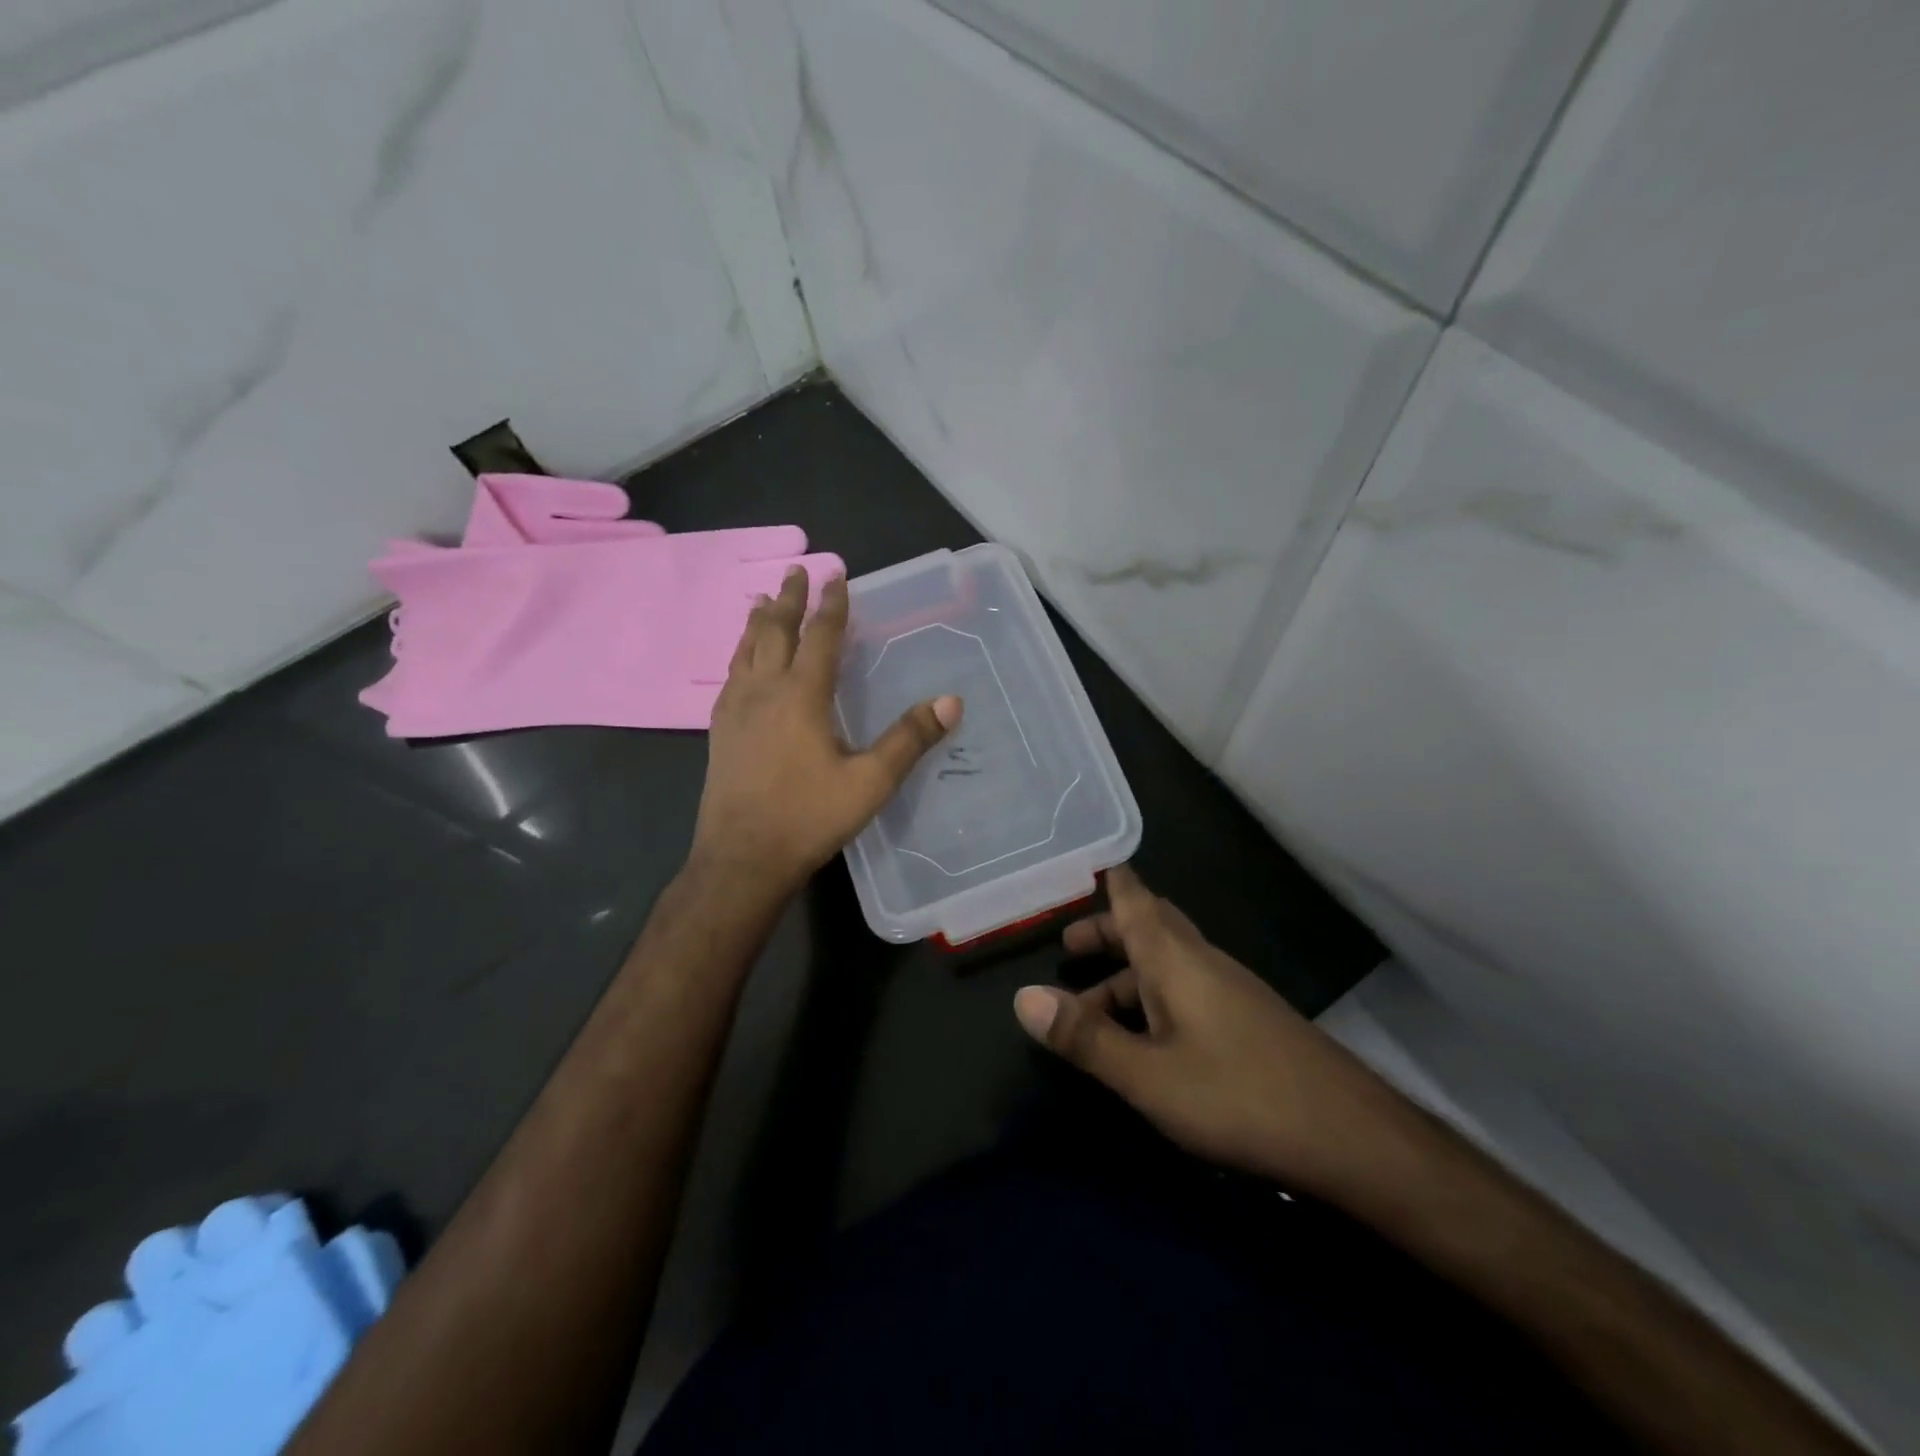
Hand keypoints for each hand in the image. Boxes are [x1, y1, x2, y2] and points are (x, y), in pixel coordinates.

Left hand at [689, 566, 962, 897]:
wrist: (741, 858)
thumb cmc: (808, 817)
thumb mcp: (870, 782)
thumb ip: (909, 739)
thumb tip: (951, 701)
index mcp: (801, 695)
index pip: (820, 636)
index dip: (831, 605)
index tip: (836, 575)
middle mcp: (764, 691)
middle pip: (774, 631)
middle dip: (788, 599)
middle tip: (796, 571)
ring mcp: (734, 710)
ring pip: (745, 650)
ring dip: (758, 621)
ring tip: (763, 601)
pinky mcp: (719, 732)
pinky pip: (729, 676)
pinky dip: (739, 654)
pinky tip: (740, 663)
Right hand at [1013, 865, 1413, 1195]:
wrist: (1352, 1137)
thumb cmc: (1239, 1095)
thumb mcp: (1148, 1075)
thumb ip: (1085, 1037)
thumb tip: (1022, 997)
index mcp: (1175, 959)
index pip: (1136, 900)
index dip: (1112, 881)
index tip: (1088, 864)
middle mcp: (1202, 962)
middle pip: (1150, 927)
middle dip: (1109, 930)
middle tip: (1069, 945)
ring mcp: (1230, 991)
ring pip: (1168, 964)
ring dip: (1126, 974)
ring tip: (1089, 1009)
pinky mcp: (1248, 1022)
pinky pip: (1188, 990)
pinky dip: (1154, 998)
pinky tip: (1148, 1040)